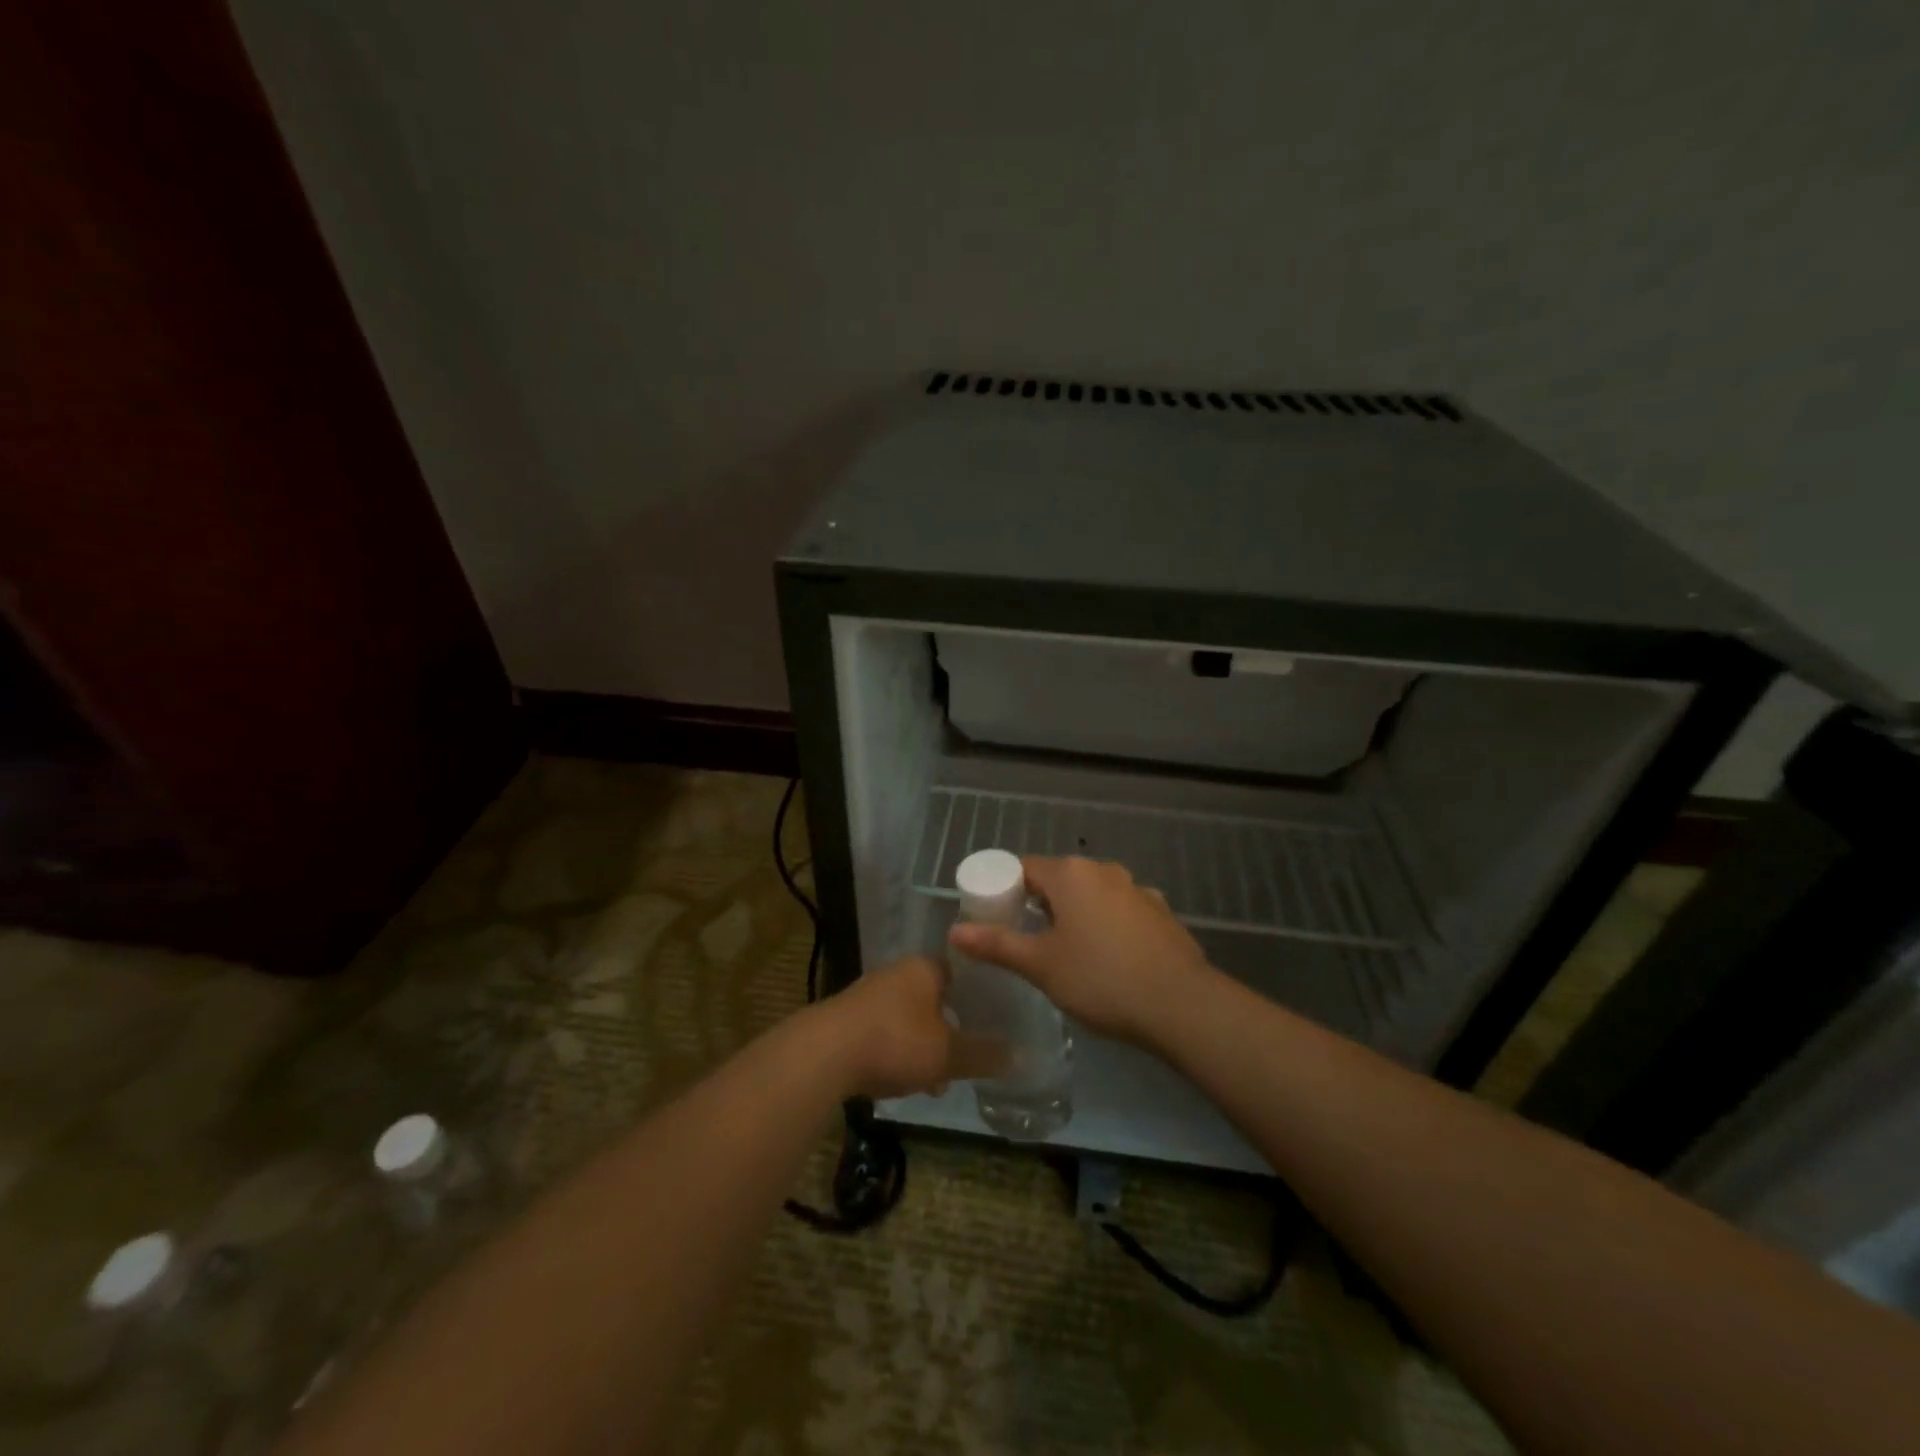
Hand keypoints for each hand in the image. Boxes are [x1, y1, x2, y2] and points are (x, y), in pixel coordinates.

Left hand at [821, 956, 1005, 1100]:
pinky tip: (903, 1081)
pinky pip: (887, 1031)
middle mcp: (897, 972)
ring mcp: (870, 994)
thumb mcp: (947, 1053)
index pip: (963, 972)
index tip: (995, 1019)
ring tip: (938, 1080)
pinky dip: (899, 1051)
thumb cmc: (895, 1041)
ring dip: (925, 1044)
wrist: (823, 1054)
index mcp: (925, 968)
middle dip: (952, 1027)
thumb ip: (983, 1055)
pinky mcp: (849, 1018)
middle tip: (968, 1055)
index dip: (980, 995)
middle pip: (937, 997)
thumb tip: (1020, 1056)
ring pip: (911, 1017)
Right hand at [947, 856, 1213, 1048]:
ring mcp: (1137, 889)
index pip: (1024, 867)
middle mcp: (1104, 870)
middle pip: (1059, 879)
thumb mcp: (1041, 965)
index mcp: (1071, 874)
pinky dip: (1107, 926)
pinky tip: (1109, 959)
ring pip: (1092, 895)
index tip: (997, 917)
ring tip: (1068, 953)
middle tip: (1027, 941)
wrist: (1181, 1004)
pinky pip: (1121, 911)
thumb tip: (955, 931)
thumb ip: (997, 944)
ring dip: (1076, 914)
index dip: (1005, 889)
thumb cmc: (1100, 979)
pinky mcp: (1161, 913)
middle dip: (1039, 904)